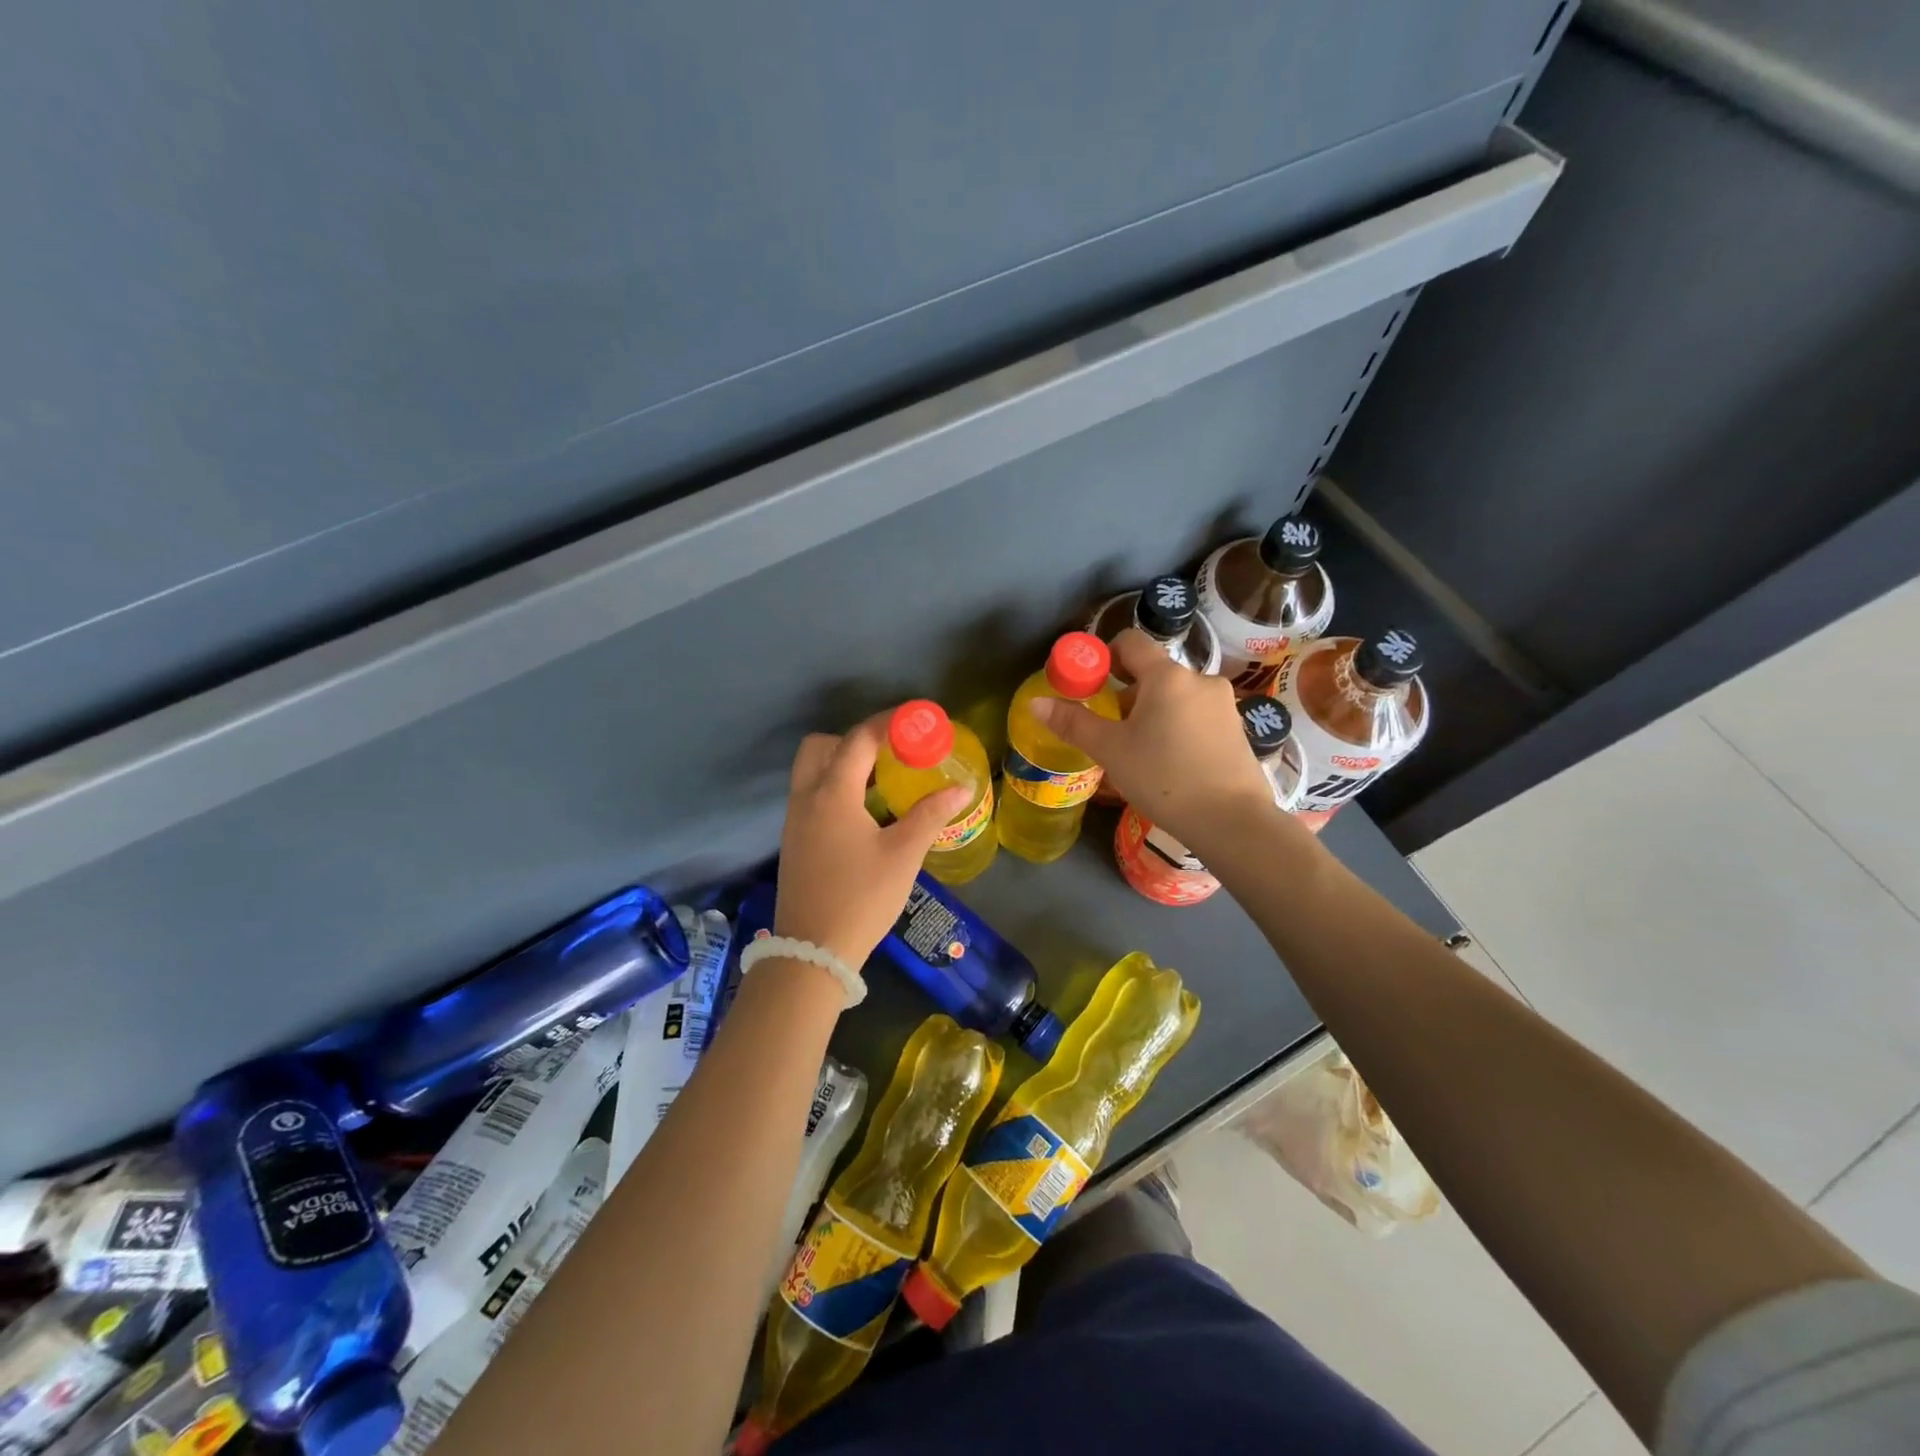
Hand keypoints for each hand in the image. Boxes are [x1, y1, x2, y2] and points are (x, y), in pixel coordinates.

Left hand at [773, 714, 971, 971]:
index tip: (917, 718)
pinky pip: (810, 794)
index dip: (889, 722)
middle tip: (890, 753)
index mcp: (833, 794)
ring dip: (842, 762)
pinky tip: (863, 811)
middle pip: (821, 746)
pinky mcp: (793, 840)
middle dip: (855, 739)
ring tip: (881, 779)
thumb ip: (930, 815)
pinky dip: (833, 786)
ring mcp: (794, 820)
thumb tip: (961, 788)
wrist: (812, 951)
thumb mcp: (903, 855)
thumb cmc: (862, 898)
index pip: (859, 739)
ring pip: (812, 770)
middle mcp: (806, 797)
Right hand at [1030, 629, 1274, 846]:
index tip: (1091, 684)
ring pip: (1176, 697)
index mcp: (1167, 676)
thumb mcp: (1111, 750)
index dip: (1105, 655)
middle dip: (1127, 694)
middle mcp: (1199, 680)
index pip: (1131, 642)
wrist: (1231, 821)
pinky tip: (1170, 764)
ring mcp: (1223, 705)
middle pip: (1153, 673)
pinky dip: (1177, 728)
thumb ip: (1073, 723)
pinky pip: (1196, 716)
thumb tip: (1036, 703)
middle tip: (1110, 729)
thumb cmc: (1164, 778)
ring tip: (1139, 752)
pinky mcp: (1237, 730)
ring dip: (1153, 713)